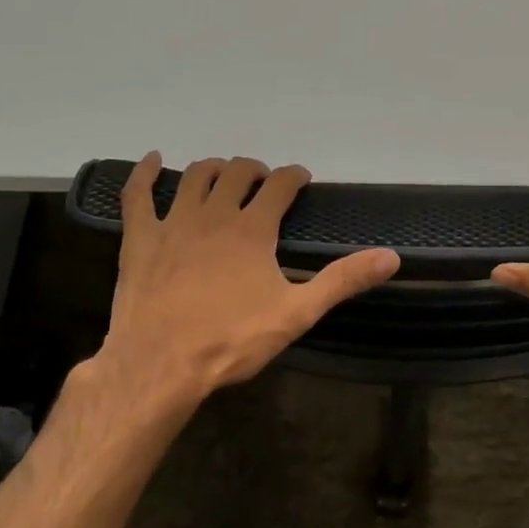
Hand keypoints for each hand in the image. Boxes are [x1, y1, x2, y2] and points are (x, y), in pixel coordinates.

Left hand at [85, 154, 398, 426]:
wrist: (161, 365)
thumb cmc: (232, 340)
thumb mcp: (297, 313)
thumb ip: (342, 281)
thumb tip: (391, 257)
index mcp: (253, 229)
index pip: (280, 185)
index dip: (294, 176)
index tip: (301, 179)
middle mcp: (215, 214)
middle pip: (237, 172)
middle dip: (255, 169)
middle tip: (264, 182)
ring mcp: (173, 223)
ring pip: (196, 176)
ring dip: (214, 168)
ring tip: (224, 174)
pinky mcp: (140, 239)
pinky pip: (137, 195)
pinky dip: (145, 174)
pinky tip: (153, 161)